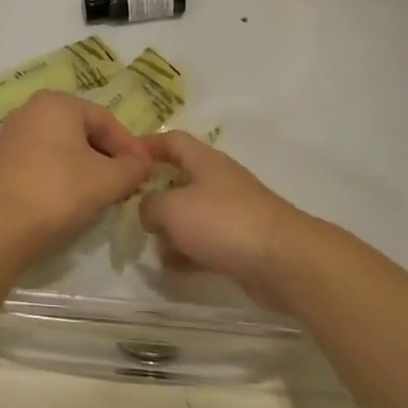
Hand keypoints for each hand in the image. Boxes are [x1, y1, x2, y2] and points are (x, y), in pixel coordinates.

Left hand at [0, 91, 154, 262]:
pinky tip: (72, 199)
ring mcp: (12, 135)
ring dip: (87, 168)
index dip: (131, 148)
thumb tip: (141, 164)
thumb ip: (133, 168)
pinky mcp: (1, 161)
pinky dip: (63, 175)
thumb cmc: (59, 192)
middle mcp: (31, 110)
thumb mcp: (109, 180)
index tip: (146, 173)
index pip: (106, 120)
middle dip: (109, 157)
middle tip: (127, 184)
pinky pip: (43, 161)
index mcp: (57, 103)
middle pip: (83, 132)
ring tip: (103, 194)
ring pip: (63, 148)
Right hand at [137, 132, 303, 311]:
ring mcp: (233, 213)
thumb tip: (148, 211)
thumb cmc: (222, 222)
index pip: (173, 141)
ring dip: (172, 227)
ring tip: (149, 243)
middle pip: (182, 178)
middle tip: (131, 209)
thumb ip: (149, 205)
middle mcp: (220, 181)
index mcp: (205, 161)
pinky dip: (188, 252)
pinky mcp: (242, 243)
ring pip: (193, 214)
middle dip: (156, 193)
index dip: (147, 145)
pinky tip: (172, 267)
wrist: (283, 261)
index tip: (124, 158)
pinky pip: (207, 242)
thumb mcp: (172, 208)